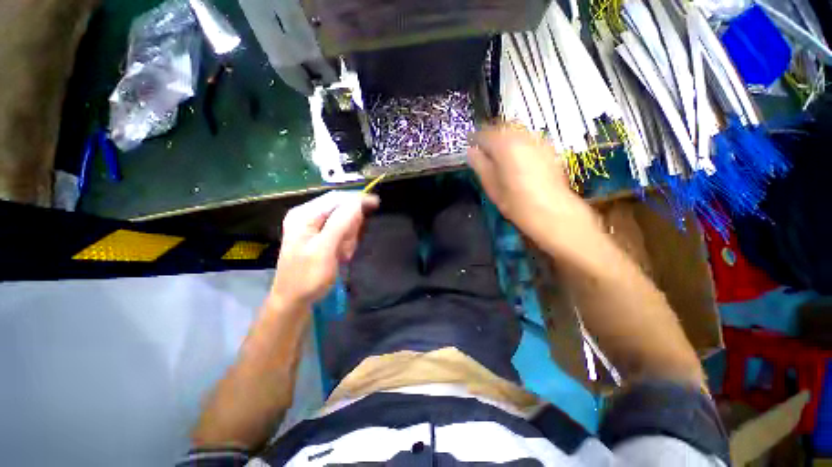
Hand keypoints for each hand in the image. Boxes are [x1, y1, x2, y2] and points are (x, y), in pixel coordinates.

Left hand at [271, 191, 378, 306]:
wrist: (294, 301)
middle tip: (346, 248)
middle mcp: (308, 216)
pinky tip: (340, 256)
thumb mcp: (324, 249)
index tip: (376, 203)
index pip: (336, 198)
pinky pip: (342, 234)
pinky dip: (346, 244)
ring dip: (349, 239)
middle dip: (350, 227)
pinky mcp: (321, 238)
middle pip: (341, 210)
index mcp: (304, 214)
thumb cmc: (307, 277)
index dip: (357, 199)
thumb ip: (341, 223)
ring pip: (345, 223)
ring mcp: (314, 227)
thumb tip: (358, 201)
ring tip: (342, 255)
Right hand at [468, 124, 589, 245]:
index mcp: (504, 145)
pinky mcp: (549, 148)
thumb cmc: (515, 201)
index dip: (474, 138)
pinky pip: (528, 138)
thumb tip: (471, 152)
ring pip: (516, 131)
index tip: (469, 144)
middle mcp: (522, 136)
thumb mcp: (491, 184)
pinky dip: (518, 143)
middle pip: (502, 127)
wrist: (550, 210)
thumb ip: (480, 164)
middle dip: (490, 135)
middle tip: (482, 147)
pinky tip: (516, 156)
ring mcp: (538, 141)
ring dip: (504, 137)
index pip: (484, 134)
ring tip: (498, 152)